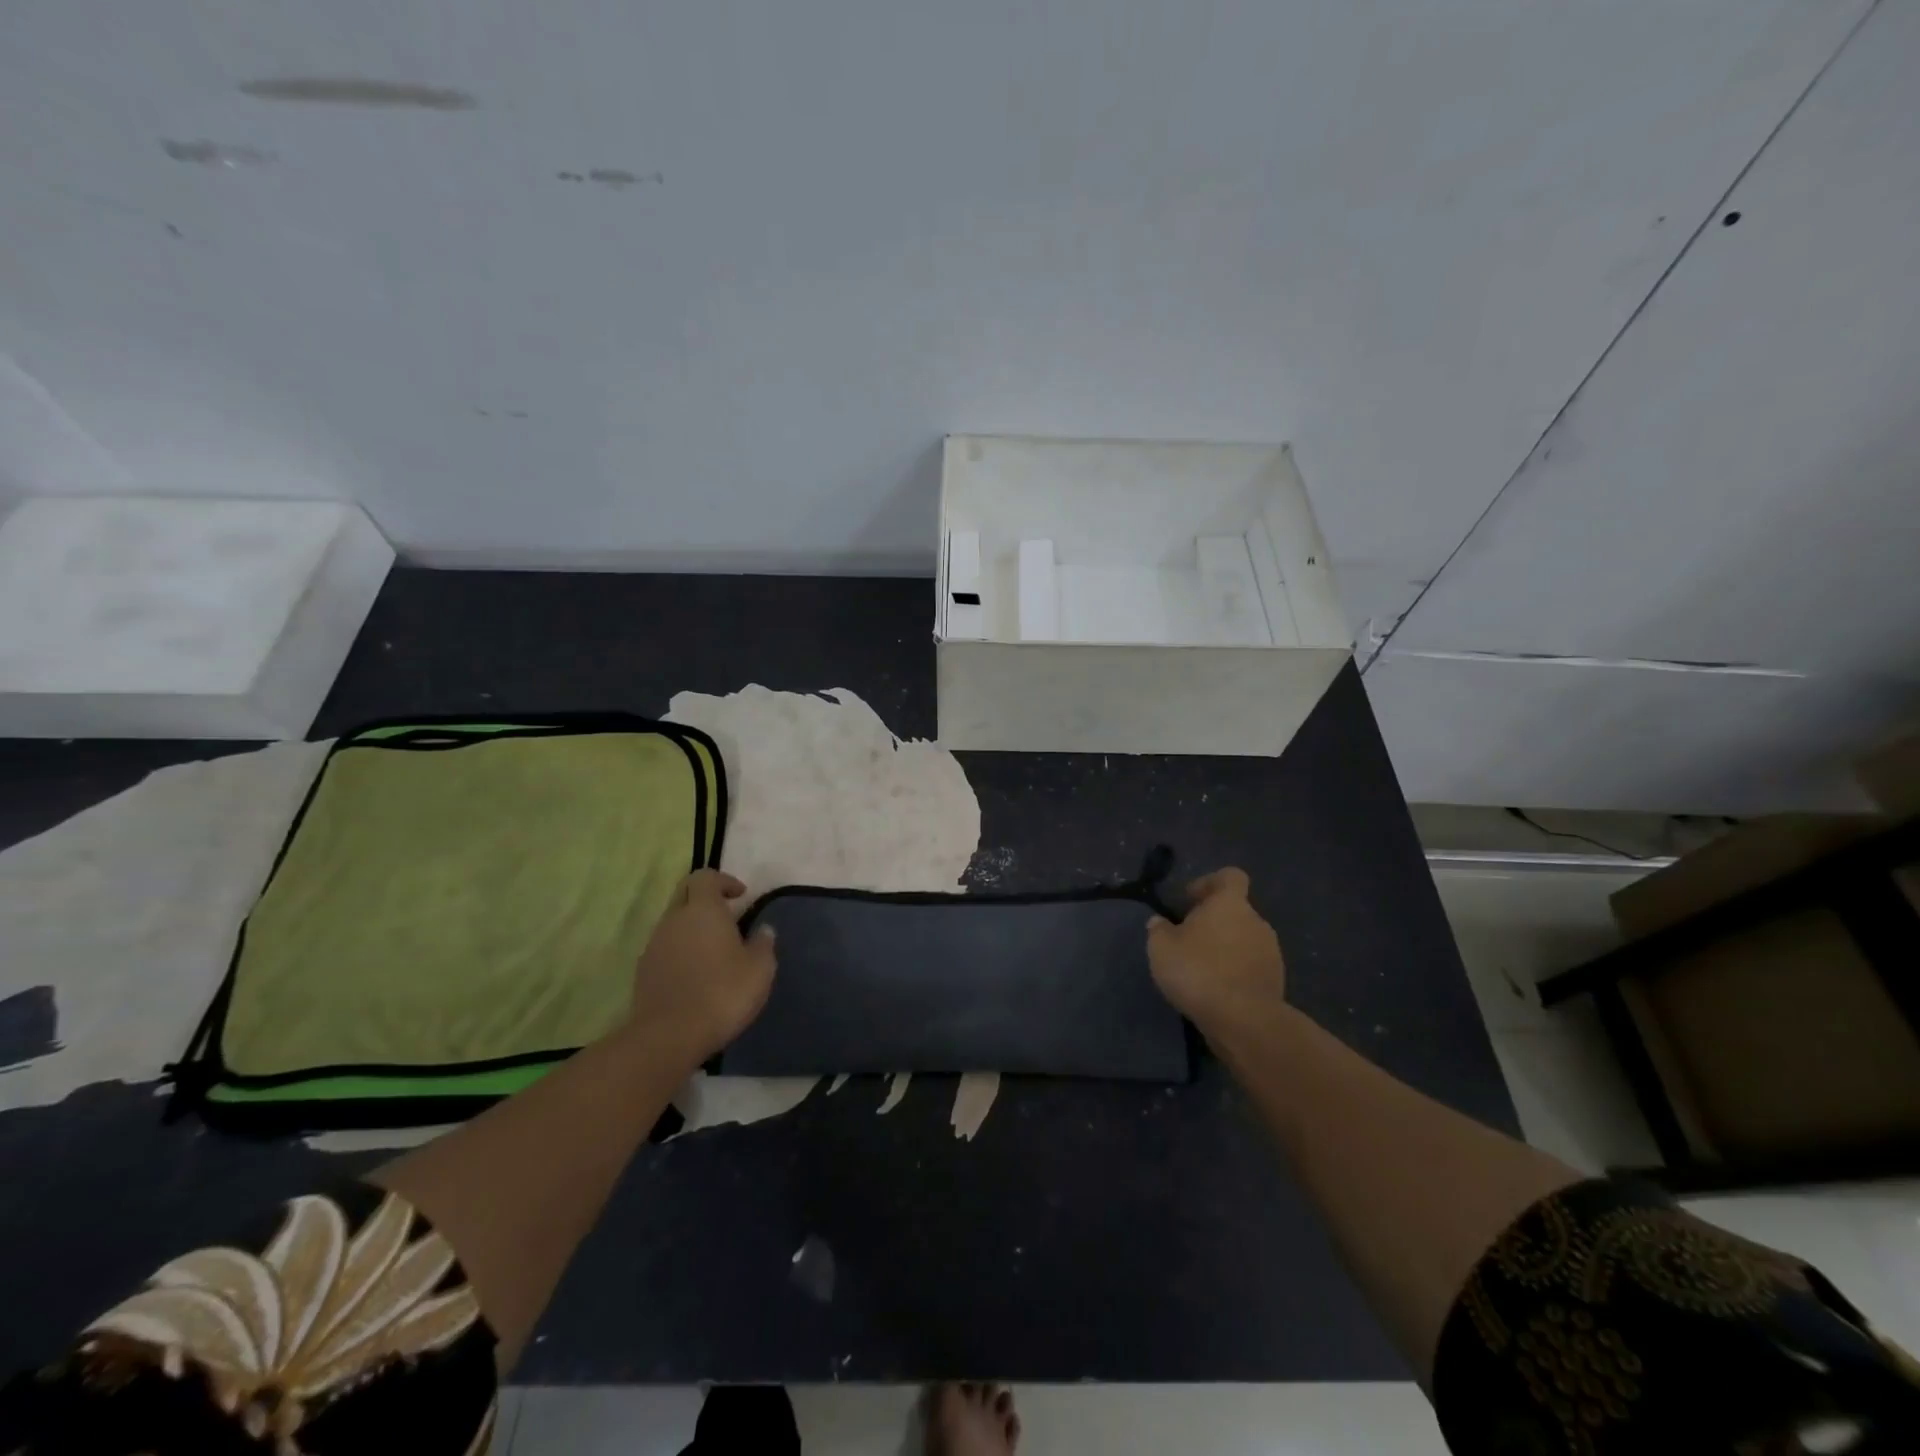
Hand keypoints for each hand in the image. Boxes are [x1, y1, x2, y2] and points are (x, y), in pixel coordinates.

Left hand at [626, 870, 776, 1066]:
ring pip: (673, 922)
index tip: (741, 896)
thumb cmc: (722, 994)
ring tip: (714, 950)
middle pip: (685, 894)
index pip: (705, 876)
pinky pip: (665, 947)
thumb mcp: (760, 969)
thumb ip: (763, 944)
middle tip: (727, 917)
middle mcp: (673, 919)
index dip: (724, 881)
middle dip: (705, 899)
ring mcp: (654, 944)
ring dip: (692, 927)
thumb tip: (763, 930)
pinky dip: (680, 950)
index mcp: (702, 910)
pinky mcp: (643, 970)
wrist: (668, 1036)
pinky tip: (696, 974)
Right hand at [1146, 867, 1287, 1040]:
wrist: (1244, 1020)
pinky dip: (1236, 972)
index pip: (1230, 876)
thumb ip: (1158, 930)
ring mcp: (1271, 951)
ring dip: (1226, 948)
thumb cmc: (1199, 971)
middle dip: (1214, 922)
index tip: (1190, 900)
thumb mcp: (1161, 948)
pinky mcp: (1276, 980)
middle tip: (1188, 940)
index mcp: (1230, 903)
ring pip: (1244, 939)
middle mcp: (1256, 920)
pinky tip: (1217, 990)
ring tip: (1202, 970)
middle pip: (1235, 911)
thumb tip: (1159, 922)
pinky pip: (1252, 966)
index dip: (1210, 883)